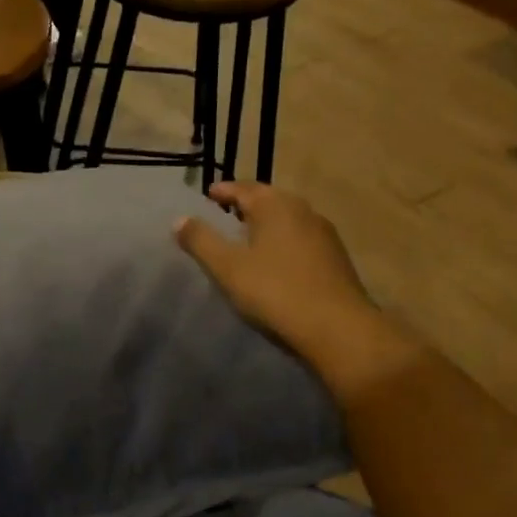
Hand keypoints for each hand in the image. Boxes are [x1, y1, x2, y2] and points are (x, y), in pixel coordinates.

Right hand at [174, 181, 377, 369]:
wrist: (337, 328)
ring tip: (247, 240)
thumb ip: (201, 241)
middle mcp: (304, 211)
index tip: (208, 196)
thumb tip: (180, 219)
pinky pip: (300, 240)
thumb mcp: (227, 268)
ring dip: (266, 225)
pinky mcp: (335, 259)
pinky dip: (282, 243)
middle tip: (225, 216)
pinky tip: (275, 263)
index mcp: (276, 206)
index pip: (244, 188)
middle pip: (269, 200)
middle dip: (246, 205)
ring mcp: (324, 235)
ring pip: (287, 220)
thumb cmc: (275, 292)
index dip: (223, 191)